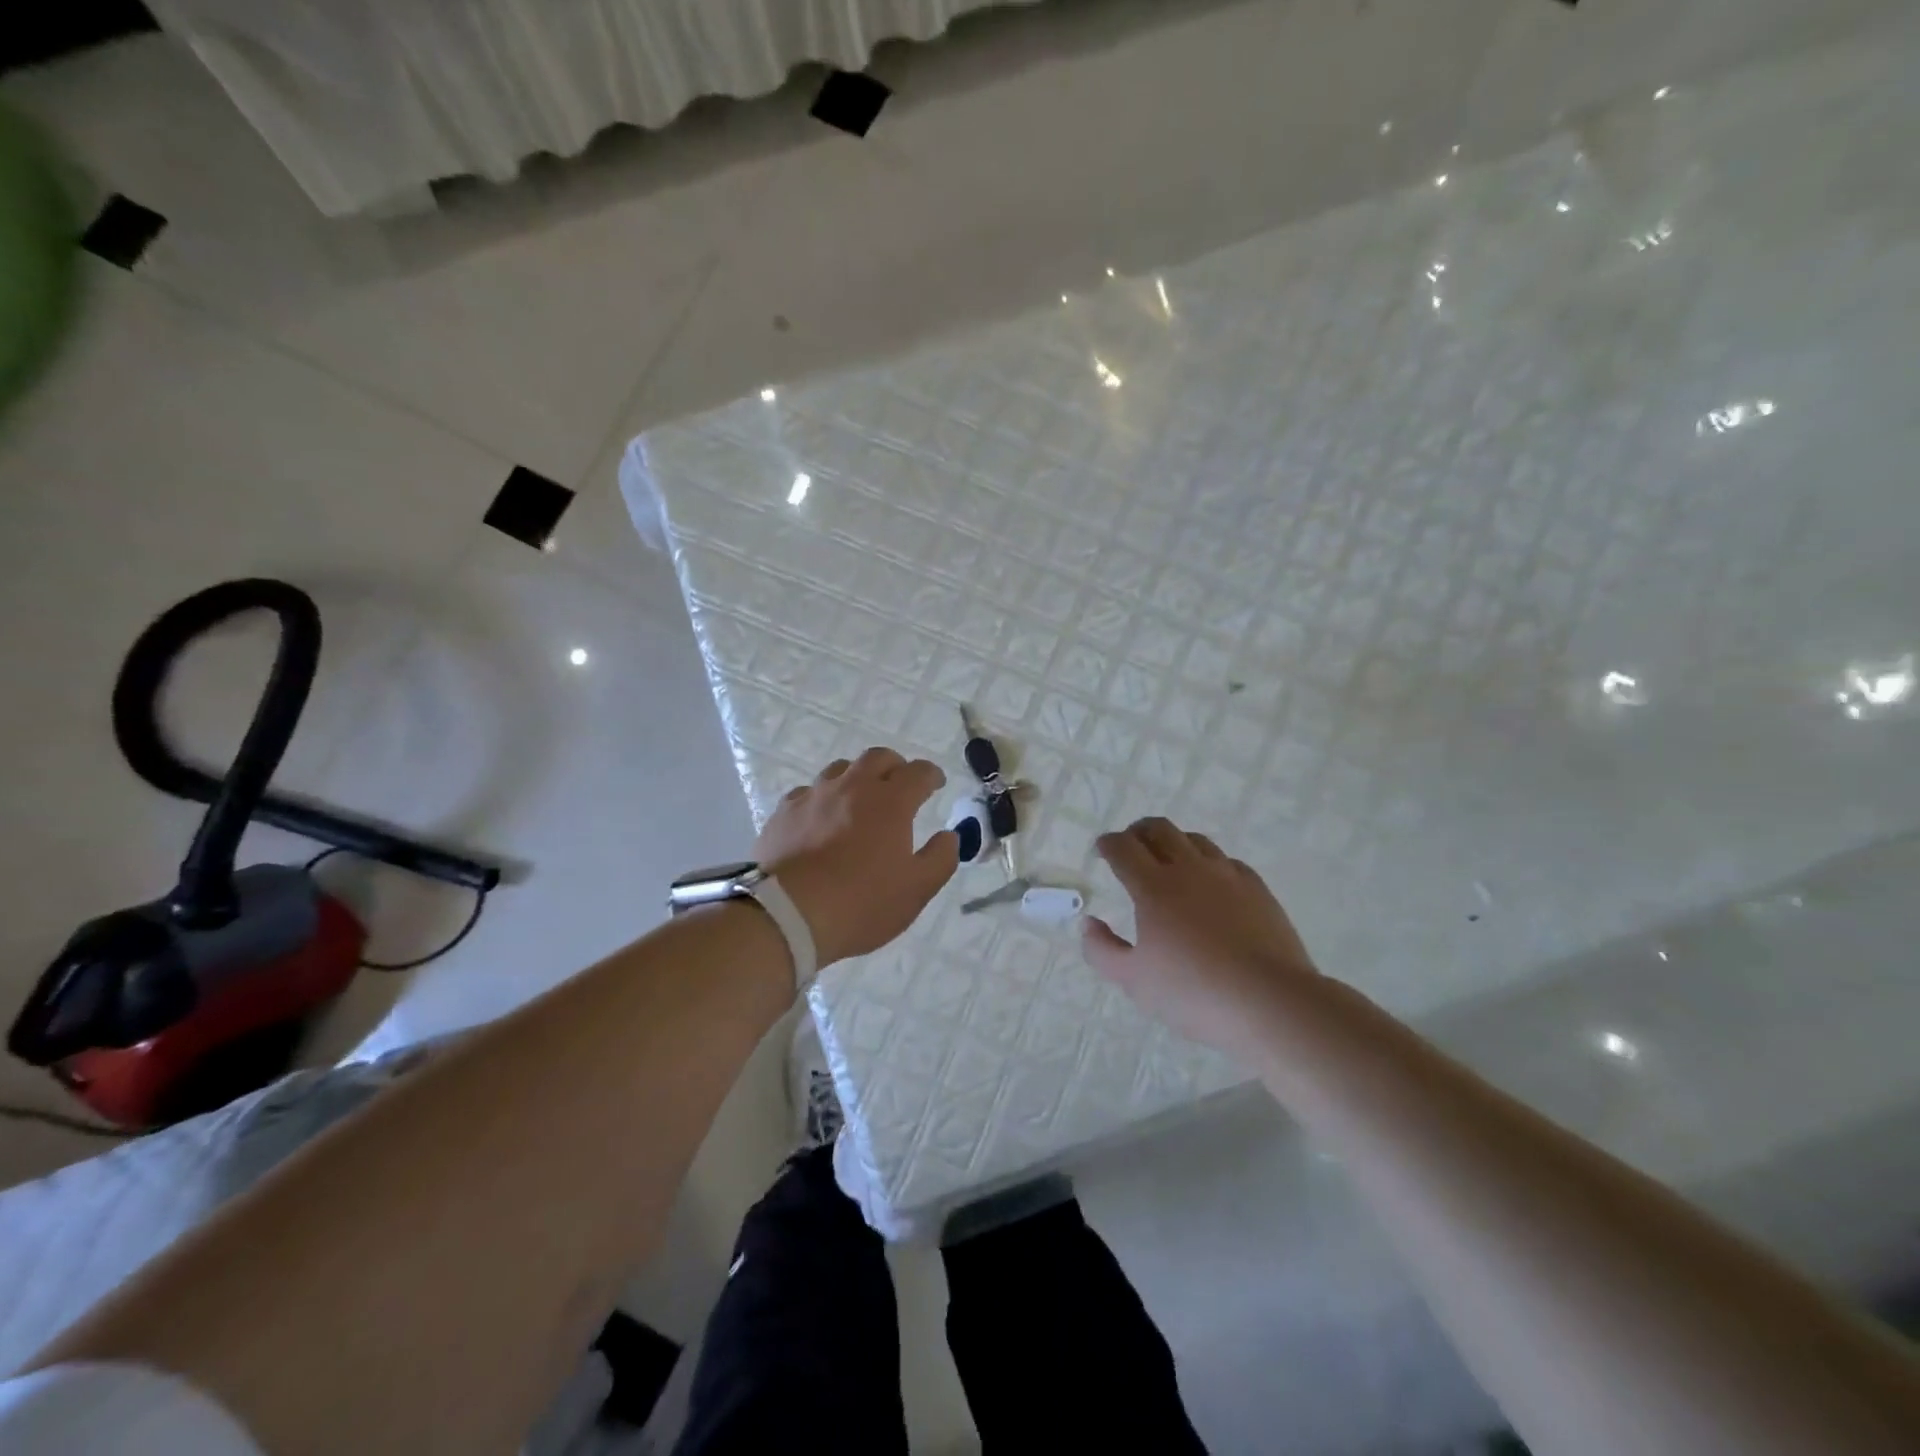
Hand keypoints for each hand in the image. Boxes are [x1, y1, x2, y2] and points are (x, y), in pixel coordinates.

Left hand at [754, 748, 958, 966]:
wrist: (786, 915)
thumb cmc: (861, 903)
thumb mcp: (916, 890)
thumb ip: (940, 858)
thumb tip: (949, 836)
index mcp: (890, 802)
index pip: (918, 773)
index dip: (931, 775)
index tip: (936, 783)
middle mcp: (853, 788)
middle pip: (878, 758)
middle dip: (895, 766)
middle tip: (900, 784)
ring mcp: (814, 796)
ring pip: (840, 769)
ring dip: (857, 777)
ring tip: (860, 798)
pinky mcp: (784, 812)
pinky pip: (808, 792)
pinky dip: (823, 798)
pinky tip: (821, 817)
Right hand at [1082, 817, 1320, 1059]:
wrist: (1270, 1002)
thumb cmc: (1193, 993)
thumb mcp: (1133, 981)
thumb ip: (1102, 950)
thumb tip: (1089, 923)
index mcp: (1153, 887)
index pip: (1123, 848)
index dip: (1108, 843)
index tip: (1102, 849)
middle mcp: (1188, 869)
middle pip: (1159, 829)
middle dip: (1138, 831)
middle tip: (1130, 845)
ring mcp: (1227, 875)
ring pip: (1195, 840)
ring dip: (1174, 842)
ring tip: (1169, 860)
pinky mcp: (1257, 889)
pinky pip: (1227, 861)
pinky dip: (1210, 863)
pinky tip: (1212, 883)